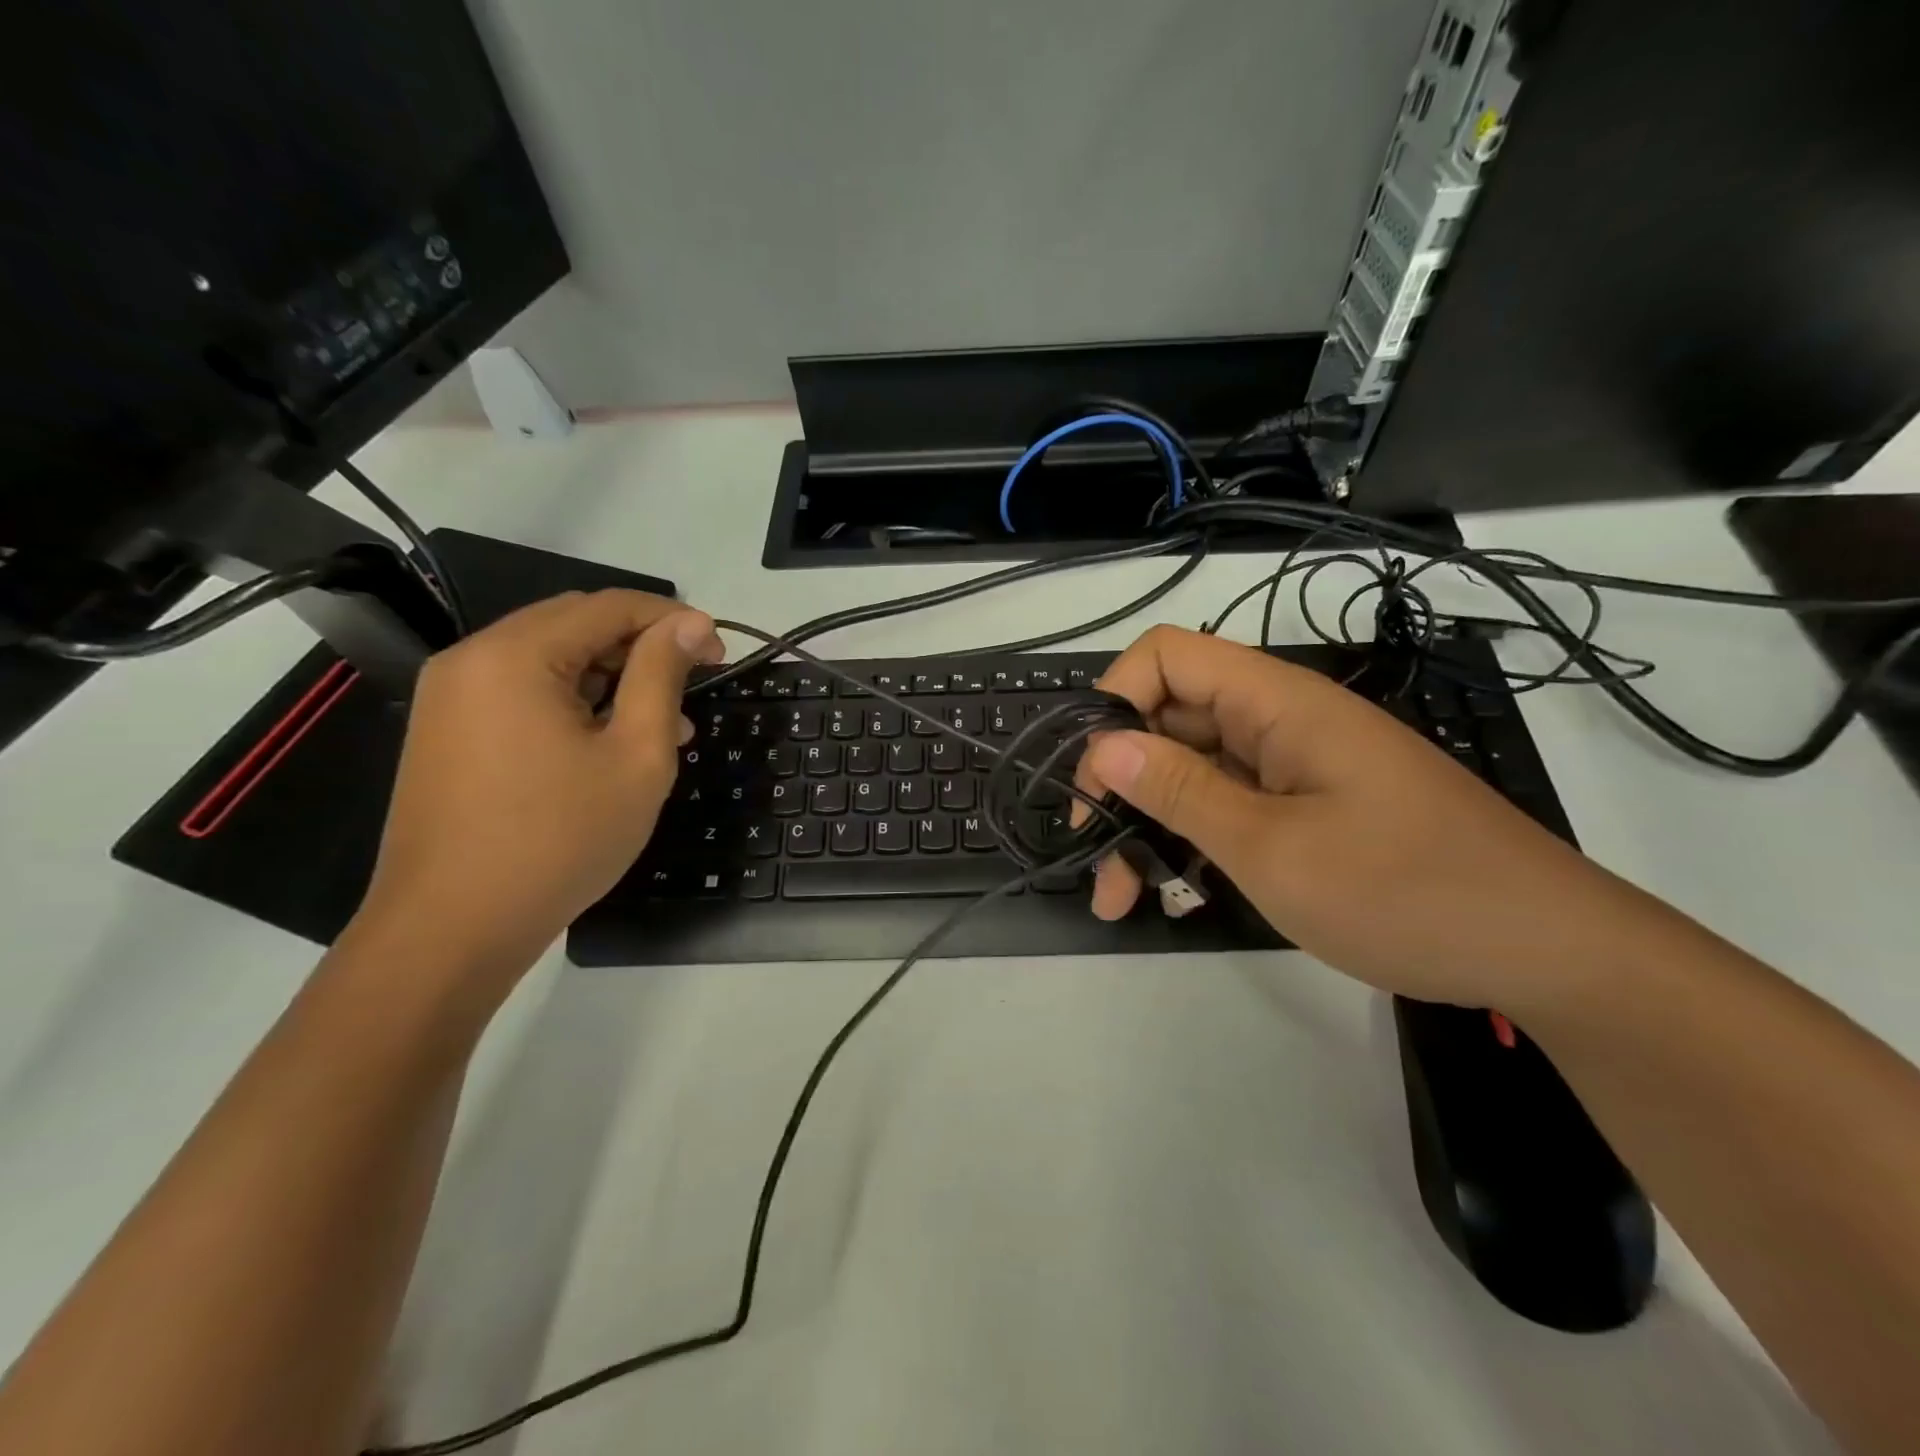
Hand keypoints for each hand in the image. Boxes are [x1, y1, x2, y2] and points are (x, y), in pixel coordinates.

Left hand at [358, 590, 724, 978]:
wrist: (452, 930)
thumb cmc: (560, 840)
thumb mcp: (635, 755)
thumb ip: (662, 676)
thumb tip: (692, 623)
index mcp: (515, 655)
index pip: (610, 606)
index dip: (675, 621)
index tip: (721, 653)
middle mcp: (472, 659)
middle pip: (576, 625)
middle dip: (644, 647)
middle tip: (695, 685)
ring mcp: (452, 696)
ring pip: (552, 660)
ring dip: (613, 678)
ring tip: (666, 724)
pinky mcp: (449, 732)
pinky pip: (524, 693)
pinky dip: (576, 703)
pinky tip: (612, 742)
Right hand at [1078, 627, 1654, 1014]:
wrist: (1543, 950)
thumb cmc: (1405, 892)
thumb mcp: (1272, 849)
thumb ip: (1181, 791)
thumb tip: (1102, 746)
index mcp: (1277, 702)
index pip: (1165, 656)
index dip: (1114, 702)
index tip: (1092, 779)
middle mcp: (1280, 720)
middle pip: (1170, 718)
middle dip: (1119, 781)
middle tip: (1094, 856)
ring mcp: (1294, 766)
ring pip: (1193, 770)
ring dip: (1148, 823)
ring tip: (1121, 897)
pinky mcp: (1307, 806)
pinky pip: (1228, 804)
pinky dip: (1191, 840)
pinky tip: (1174, 890)